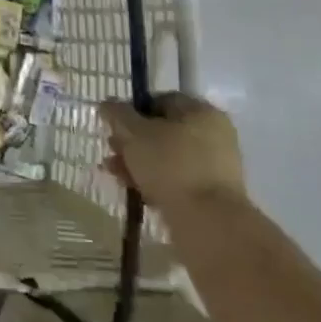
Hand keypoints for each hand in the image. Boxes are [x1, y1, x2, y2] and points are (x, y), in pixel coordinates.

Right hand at [99, 92, 245, 216]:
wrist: (207, 221)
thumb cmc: (170, 165)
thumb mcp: (134, 133)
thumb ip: (117, 114)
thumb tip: (107, 103)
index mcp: (201, 112)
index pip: (160, 100)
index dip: (132, 110)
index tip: (113, 125)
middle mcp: (213, 134)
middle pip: (161, 130)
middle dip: (131, 140)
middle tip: (111, 149)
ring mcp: (213, 165)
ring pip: (165, 156)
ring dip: (136, 161)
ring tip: (113, 172)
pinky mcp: (209, 193)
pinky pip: (174, 179)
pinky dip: (152, 180)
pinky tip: (130, 187)